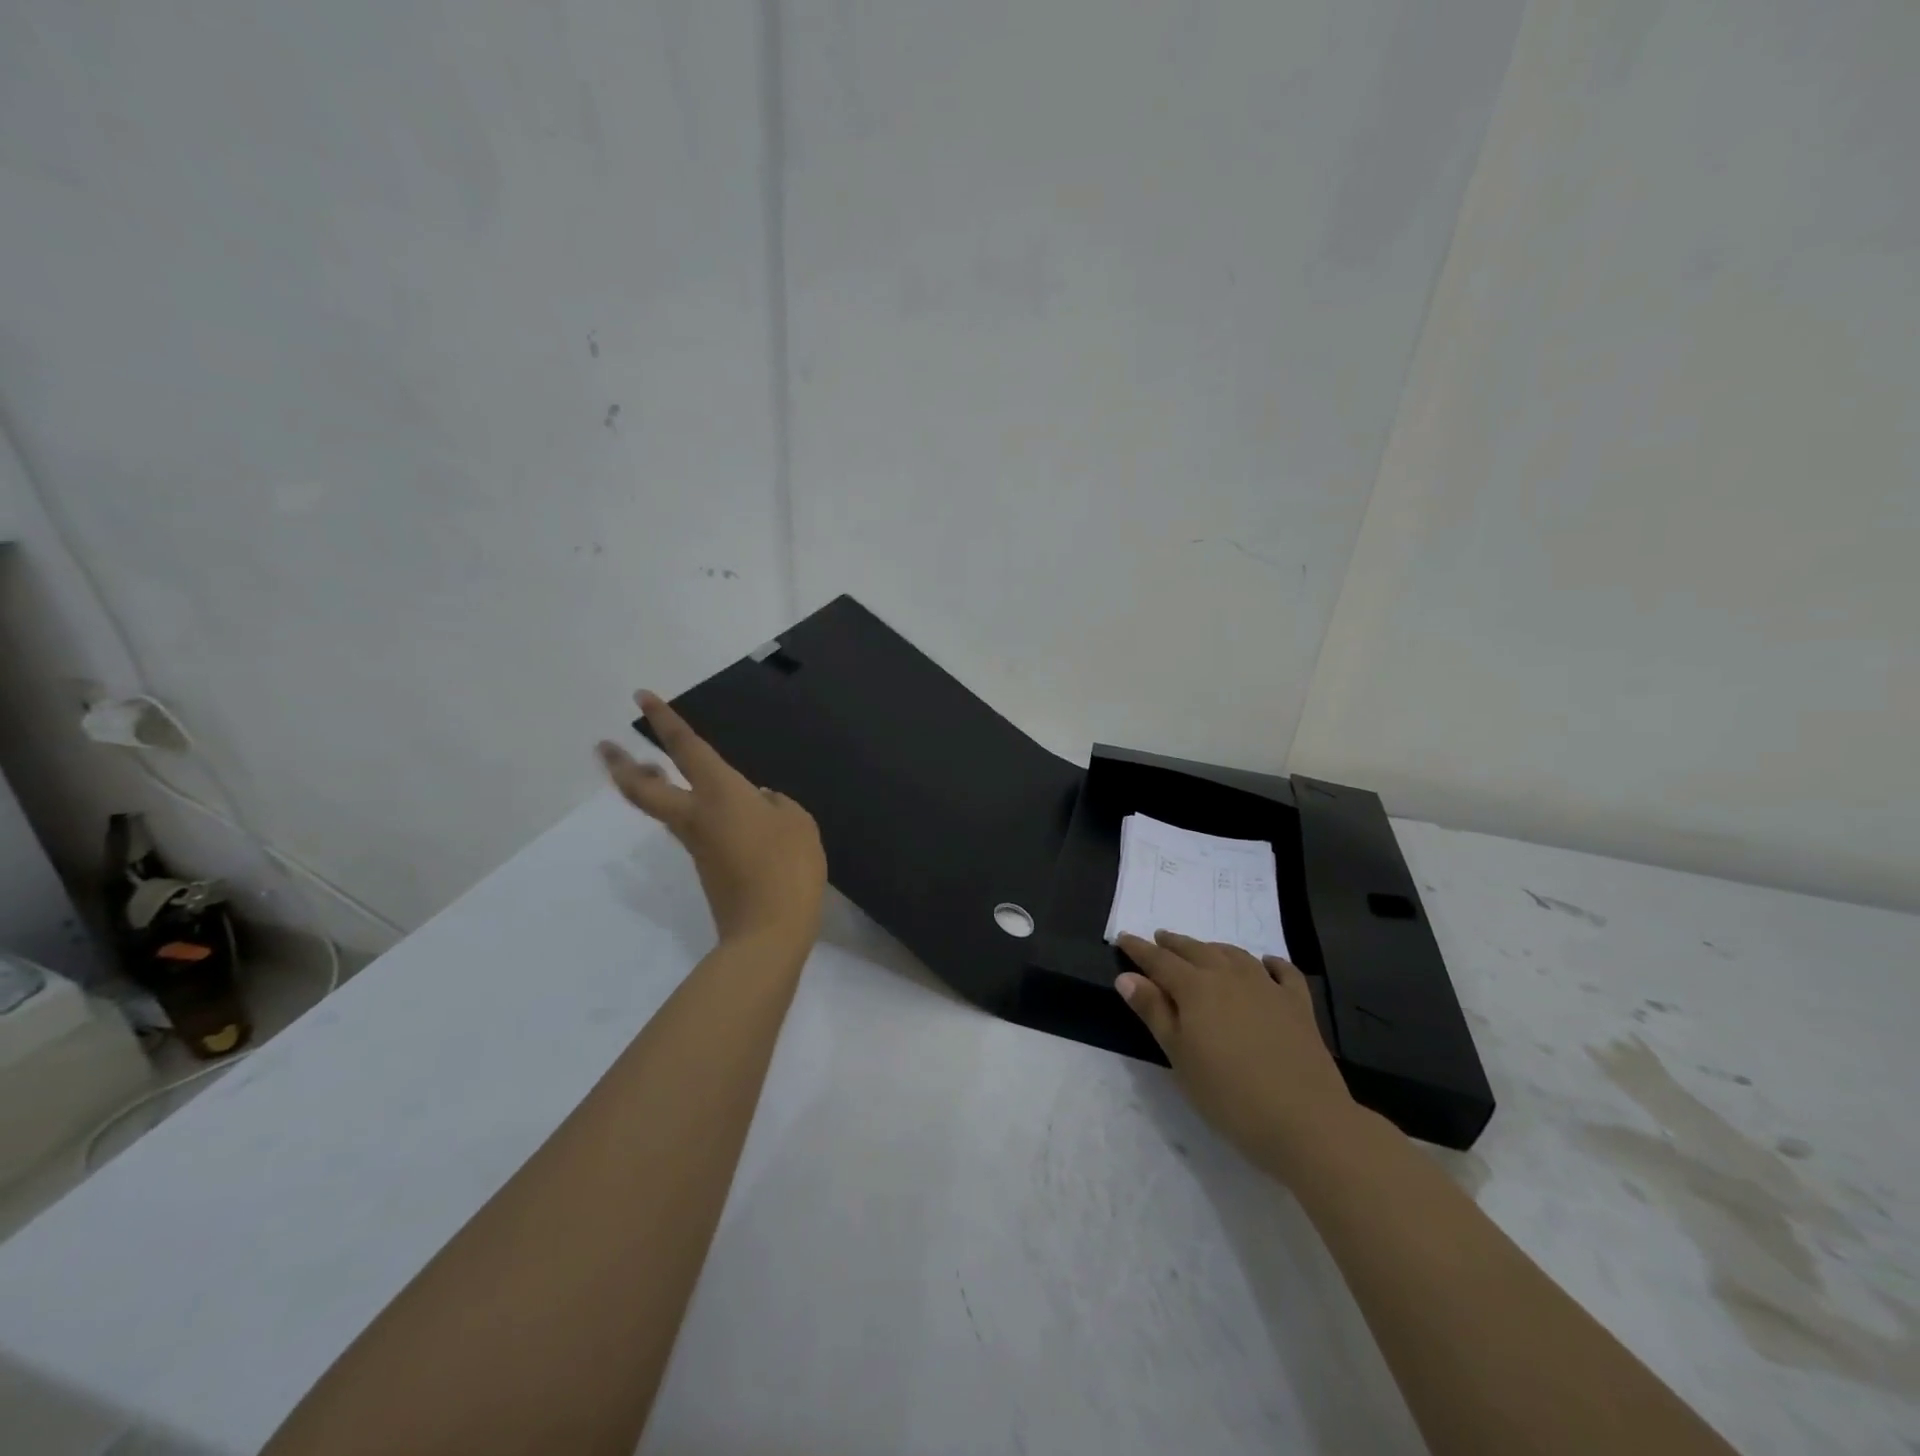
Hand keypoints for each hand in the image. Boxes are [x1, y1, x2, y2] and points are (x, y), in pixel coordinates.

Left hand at [597, 691, 826, 947]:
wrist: (767, 931)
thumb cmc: (788, 867)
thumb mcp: (798, 823)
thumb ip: (777, 804)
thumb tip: (759, 800)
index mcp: (720, 794)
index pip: (686, 748)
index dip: (664, 721)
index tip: (641, 697)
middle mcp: (697, 815)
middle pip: (644, 788)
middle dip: (622, 765)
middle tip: (606, 747)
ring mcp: (696, 844)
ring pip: (661, 808)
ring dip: (649, 786)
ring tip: (653, 769)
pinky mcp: (704, 867)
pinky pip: (688, 828)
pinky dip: (685, 809)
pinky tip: (716, 809)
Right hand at [1117, 931, 1359, 1179]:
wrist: (1305, 1121)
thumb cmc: (1228, 1094)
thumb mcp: (1179, 1056)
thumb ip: (1154, 1011)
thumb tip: (1127, 976)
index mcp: (1195, 987)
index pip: (1159, 961)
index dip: (1139, 949)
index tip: (1124, 938)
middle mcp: (1230, 976)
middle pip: (1196, 951)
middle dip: (1174, 944)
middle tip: (1159, 939)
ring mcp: (1268, 987)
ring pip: (1234, 955)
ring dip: (1213, 949)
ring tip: (1201, 950)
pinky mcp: (1298, 1005)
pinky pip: (1283, 972)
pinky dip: (1270, 962)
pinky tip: (1266, 963)